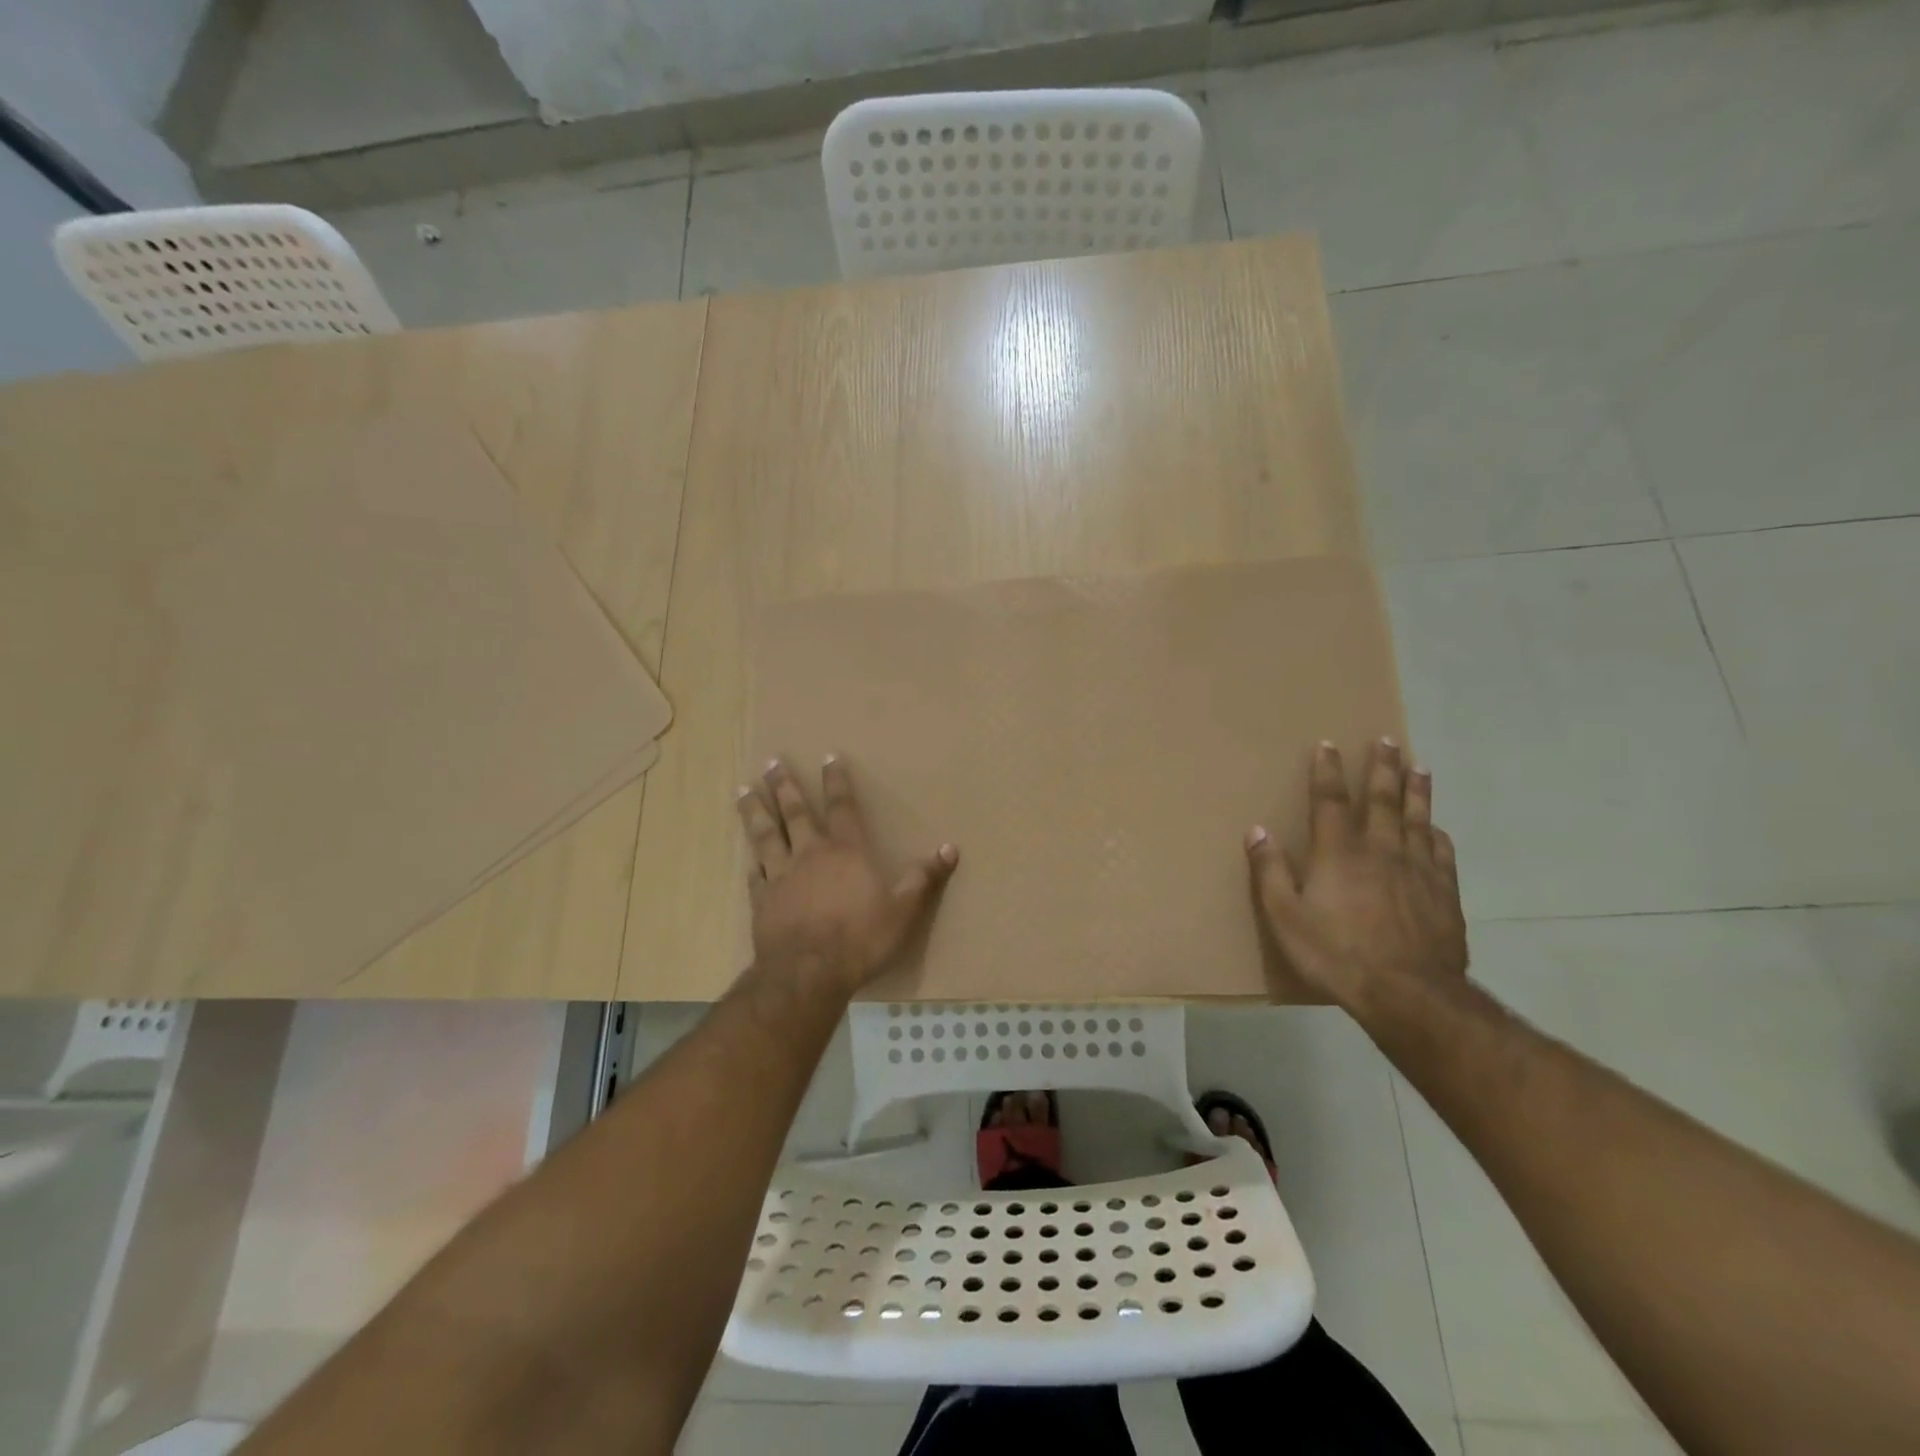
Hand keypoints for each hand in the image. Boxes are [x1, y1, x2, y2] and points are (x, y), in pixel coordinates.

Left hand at [738, 756, 958, 993]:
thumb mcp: (904, 910)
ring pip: (766, 835)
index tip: (828, 756)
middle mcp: (810, 854)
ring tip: (744, 790)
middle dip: (785, 785)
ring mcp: (781, 876)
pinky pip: (754, 874)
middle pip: (795, 812)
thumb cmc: (860, 939)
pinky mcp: (762, 900)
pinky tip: (746, 855)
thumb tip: (950, 848)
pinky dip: (751, 861)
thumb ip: (924, 878)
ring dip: (756, 811)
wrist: (808, 973)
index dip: (836, 781)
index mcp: (846, 852)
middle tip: (772, 761)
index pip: (842, 807)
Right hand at [1247, 739, 1466, 1009]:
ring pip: (1418, 818)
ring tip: (1419, 766)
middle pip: (1383, 799)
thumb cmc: (1336, 954)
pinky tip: (1437, 829)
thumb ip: (1271, 871)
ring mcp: (1418, 870)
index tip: (1328, 745)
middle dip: (1382, 767)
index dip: (1328, 771)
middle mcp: (1380, 850)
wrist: (1408, 993)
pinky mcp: (1444, 893)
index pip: (1330, 800)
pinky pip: (1442, 853)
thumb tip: (1257, 830)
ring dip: (1416, 790)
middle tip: (1387, 740)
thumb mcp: (1285, 917)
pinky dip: (1437, 835)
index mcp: (1338, 852)